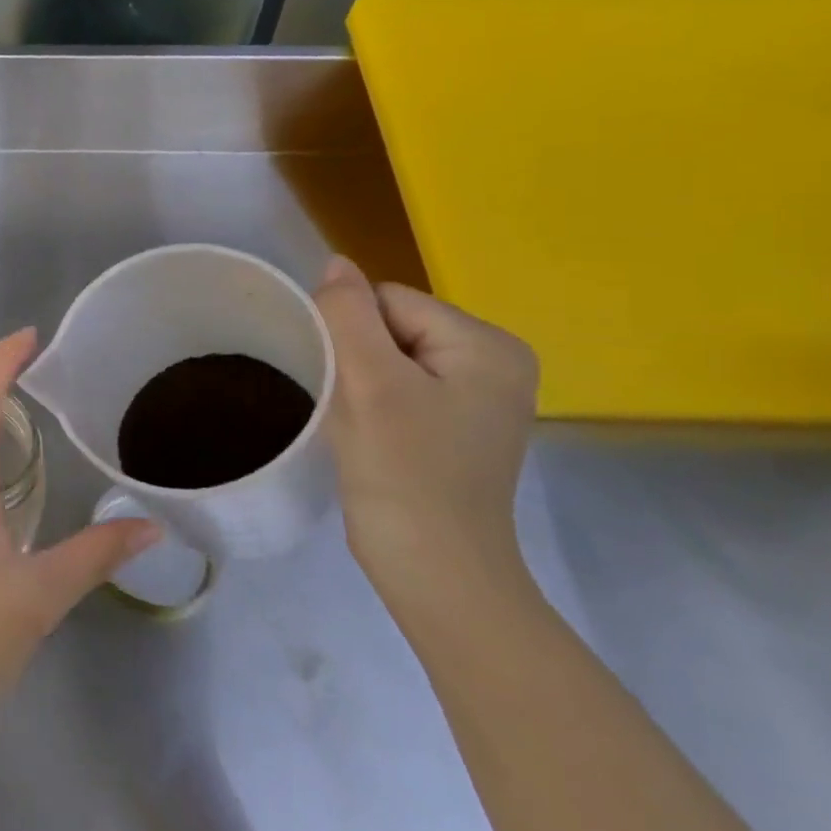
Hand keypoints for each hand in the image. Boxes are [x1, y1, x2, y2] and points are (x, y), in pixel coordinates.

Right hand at [312, 257, 538, 605]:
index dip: (352, 336)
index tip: (349, 386)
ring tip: (363, 428)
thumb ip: (348, 313)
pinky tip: (374, 439)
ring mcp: (478, 398)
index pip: (389, 302)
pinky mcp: (456, 426)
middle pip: (390, 328)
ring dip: (360, 386)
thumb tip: (335, 262)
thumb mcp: (369, 382)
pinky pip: (398, 389)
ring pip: (387, 360)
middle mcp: (495, 363)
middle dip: (357, 362)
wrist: (433, 569)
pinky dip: (373, 406)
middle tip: (356, 412)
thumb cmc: (404, 471)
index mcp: (488, 345)